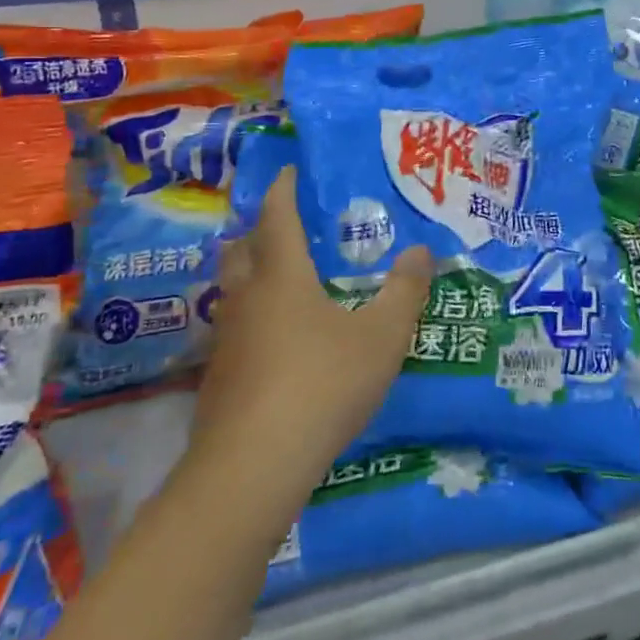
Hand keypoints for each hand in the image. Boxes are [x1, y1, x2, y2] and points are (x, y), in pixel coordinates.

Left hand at [191, 168, 431, 503]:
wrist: (252, 467)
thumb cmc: (322, 384)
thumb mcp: (381, 337)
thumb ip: (404, 292)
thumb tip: (421, 250)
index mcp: (282, 277)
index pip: (276, 217)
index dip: (283, 190)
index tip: (289, 171)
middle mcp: (246, 299)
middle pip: (241, 250)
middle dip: (258, 232)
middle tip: (286, 227)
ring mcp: (226, 341)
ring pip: (231, 293)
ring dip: (251, 277)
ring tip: (284, 282)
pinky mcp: (217, 380)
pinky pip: (234, 331)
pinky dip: (251, 321)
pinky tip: (275, 343)